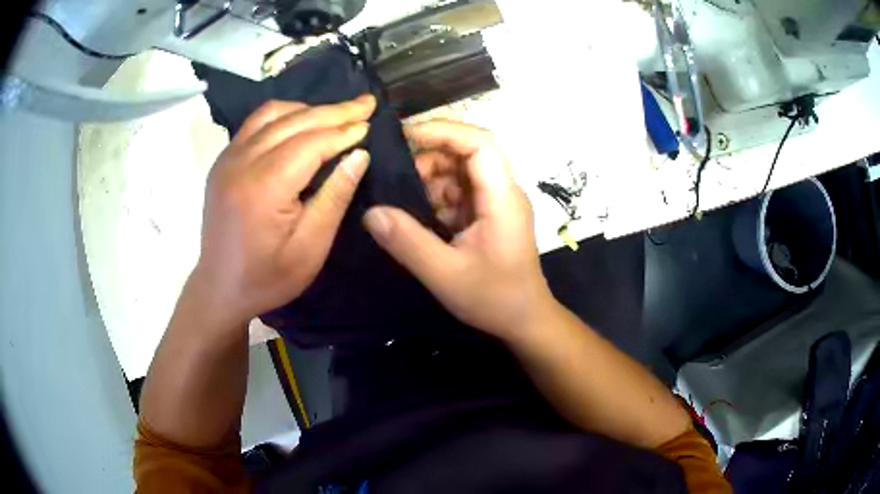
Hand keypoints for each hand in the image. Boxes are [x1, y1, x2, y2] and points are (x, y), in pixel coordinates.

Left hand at [193, 95, 375, 328]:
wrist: (220, 288)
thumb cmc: (267, 278)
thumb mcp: (310, 249)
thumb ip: (334, 197)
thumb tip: (359, 154)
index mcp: (264, 188)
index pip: (311, 142)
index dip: (343, 130)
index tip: (370, 124)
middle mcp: (241, 163)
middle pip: (294, 121)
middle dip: (334, 110)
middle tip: (365, 104)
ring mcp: (228, 159)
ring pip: (272, 114)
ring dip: (308, 108)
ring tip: (337, 113)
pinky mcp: (223, 161)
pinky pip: (255, 123)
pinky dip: (283, 115)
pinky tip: (301, 121)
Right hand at [363, 120, 552, 340]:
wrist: (524, 320)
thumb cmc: (494, 299)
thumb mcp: (445, 274)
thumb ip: (407, 242)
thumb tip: (370, 213)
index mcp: (502, 197)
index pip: (480, 143)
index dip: (444, 131)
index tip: (405, 137)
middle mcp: (502, 191)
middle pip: (465, 154)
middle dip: (427, 160)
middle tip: (392, 180)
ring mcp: (494, 203)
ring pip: (458, 173)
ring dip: (427, 181)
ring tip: (398, 202)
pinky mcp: (486, 215)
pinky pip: (457, 194)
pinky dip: (434, 199)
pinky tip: (414, 217)